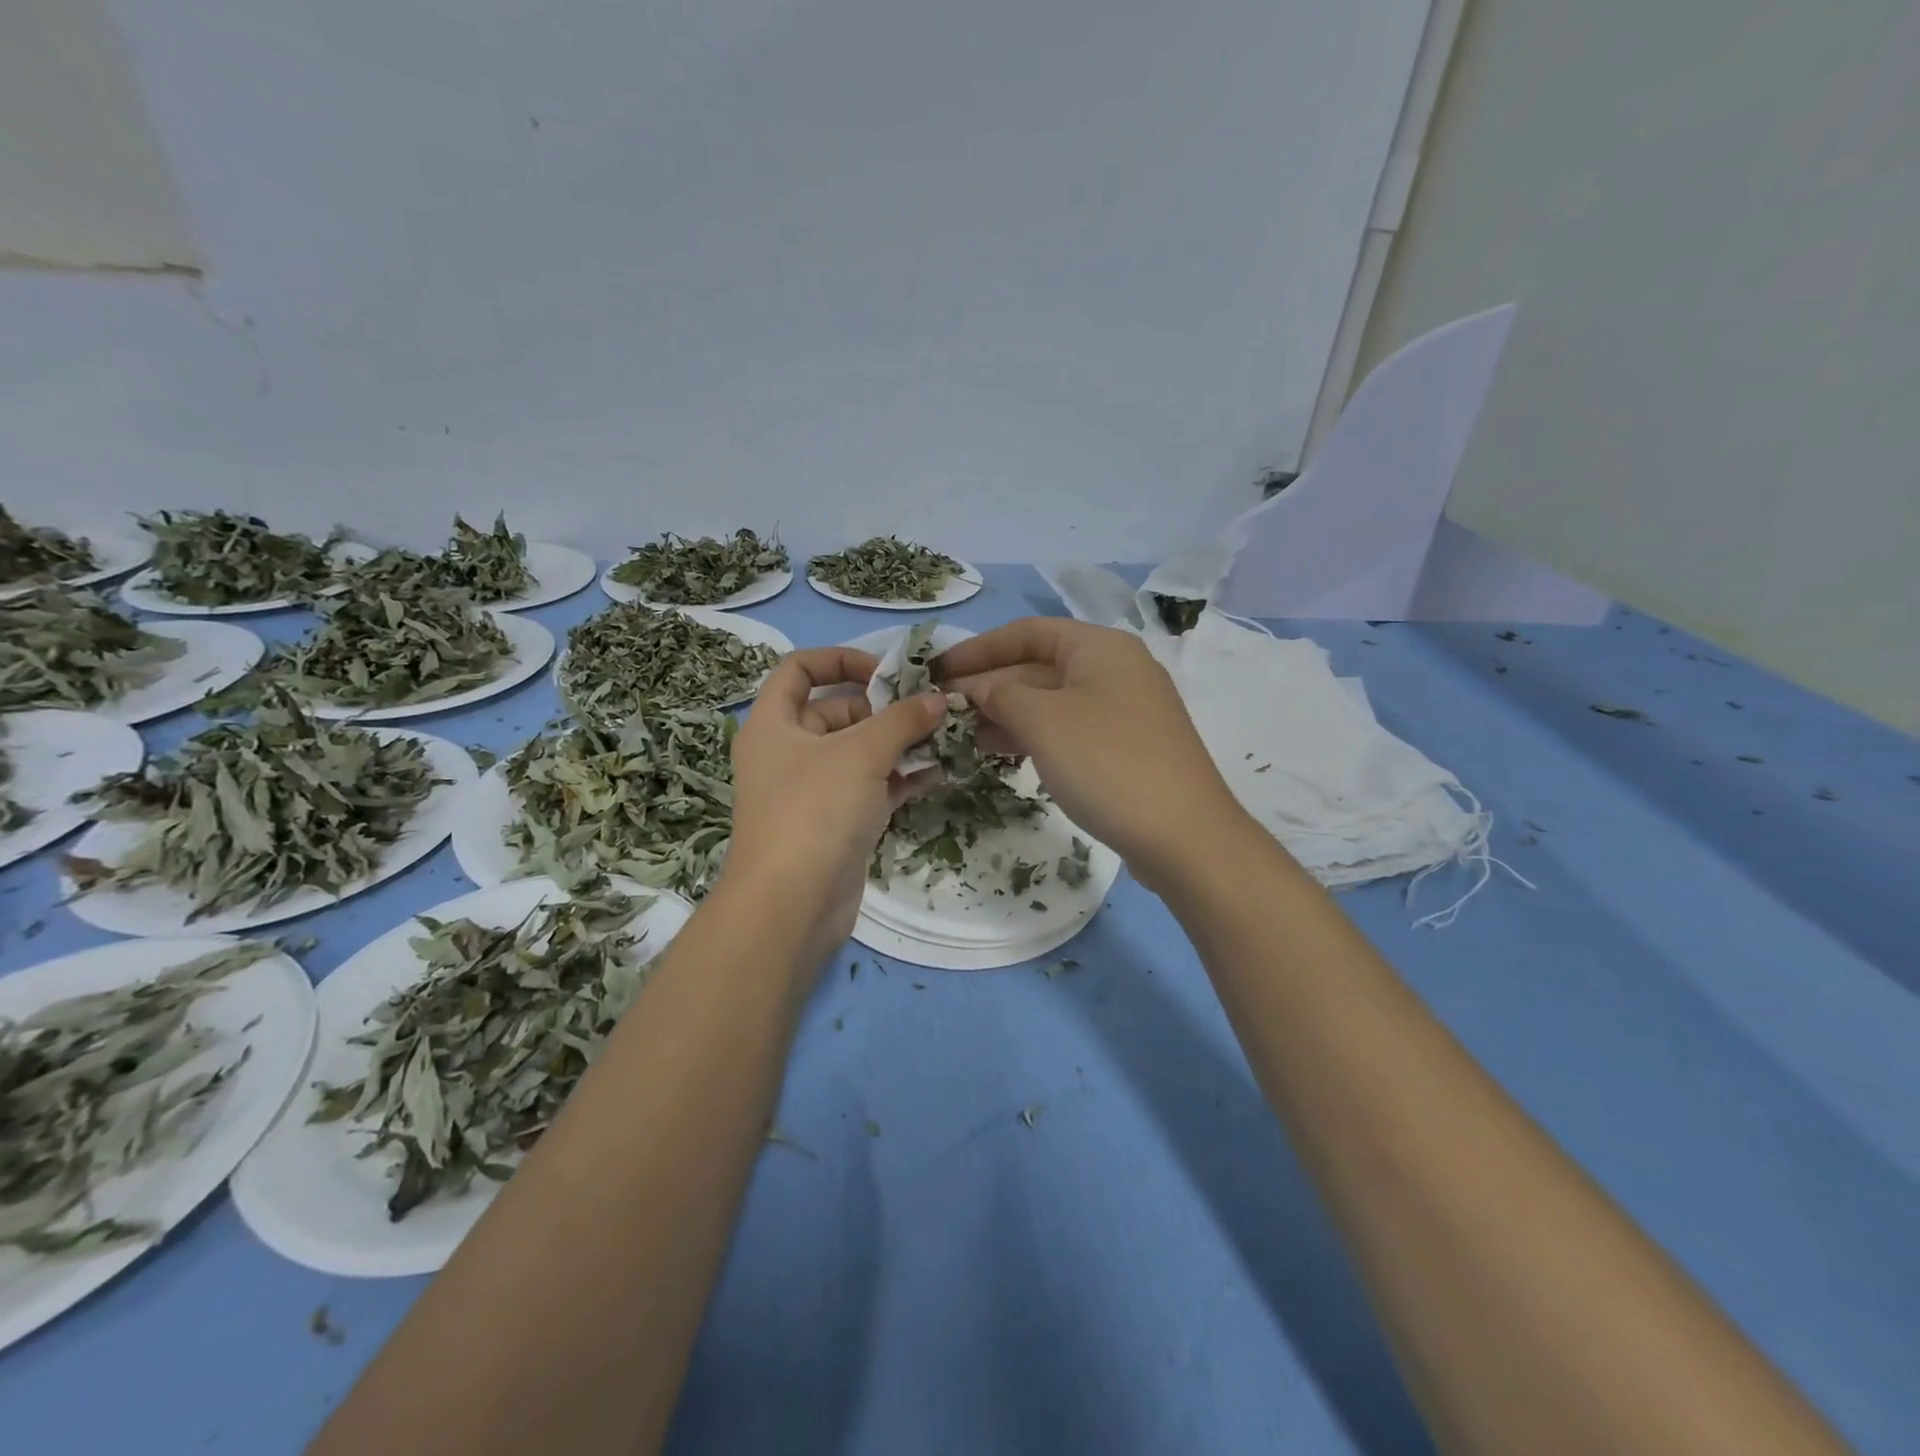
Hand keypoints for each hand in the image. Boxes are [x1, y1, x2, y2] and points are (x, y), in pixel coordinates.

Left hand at [721, 647, 946, 959]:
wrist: (792, 905)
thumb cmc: (815, 811)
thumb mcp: (861, 754)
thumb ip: (903, 720)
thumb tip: (938, 698)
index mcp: (773, 724)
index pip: (799, 669)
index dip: (841, 660)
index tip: (885, 672)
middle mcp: (788, 752)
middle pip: (837, 711)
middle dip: (884, 708)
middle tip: (929, 710)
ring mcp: (812, 790)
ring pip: (859, 752)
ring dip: (899, 743)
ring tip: (944, 736)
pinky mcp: (836, 823)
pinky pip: (871, 787)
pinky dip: (900, 778)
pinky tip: (938, 772)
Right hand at [938, 618, 1245, 889]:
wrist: (1185, 837)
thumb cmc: (1108, 763)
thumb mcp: (1044, 721)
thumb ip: (1001, 694)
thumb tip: (976, 688)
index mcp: (1100, 647)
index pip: (1027, 632)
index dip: (978, 649)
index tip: (936, 670)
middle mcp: (1115, 669)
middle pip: (1038, 666)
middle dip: (990, 684)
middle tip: (943, 709)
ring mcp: (1124, 710)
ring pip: (1052, 700)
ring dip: (1006, 713)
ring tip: (962, 734)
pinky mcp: (1126, 747)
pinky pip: (1068, 728)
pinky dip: (1033, 735)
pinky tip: (1002, 753)